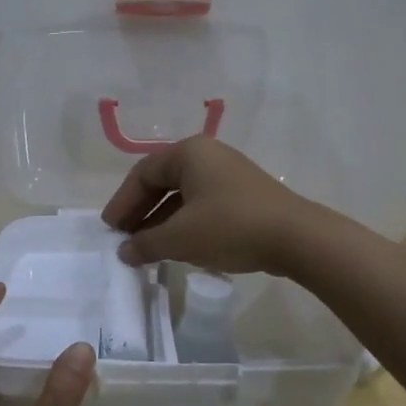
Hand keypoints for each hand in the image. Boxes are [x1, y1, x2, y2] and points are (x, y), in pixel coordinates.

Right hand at [100, 136, 322, 274]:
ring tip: (147, 249)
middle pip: (162, 182)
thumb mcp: (180, 238)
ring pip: (183, 196)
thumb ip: (146, 243)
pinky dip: (184, 224)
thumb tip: (124, 252)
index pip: (142, 173)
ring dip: (161, 221)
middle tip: (124, 238)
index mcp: (189, 153)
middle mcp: (208, 156)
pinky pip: (202, 205)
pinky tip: (177, 247)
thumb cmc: (230, 227)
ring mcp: (228, 175)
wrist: (296, 237)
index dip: (122, 202)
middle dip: (141, 212)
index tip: (109, 229)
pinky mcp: (243, 196)